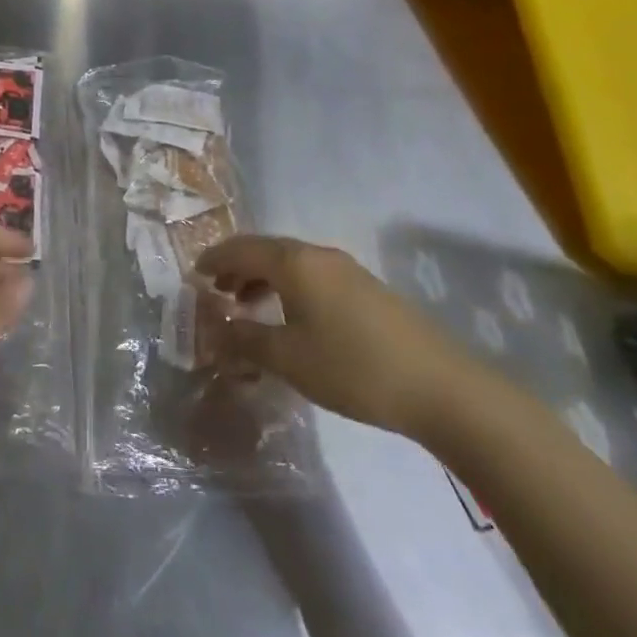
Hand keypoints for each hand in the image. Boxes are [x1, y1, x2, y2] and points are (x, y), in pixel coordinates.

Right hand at [198, 235, 482, 443]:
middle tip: (215, 292)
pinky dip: (287, 288)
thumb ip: (245, 339)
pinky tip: (290, 320)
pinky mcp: (366, 290)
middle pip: (266, 250)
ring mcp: (347, 270)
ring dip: (262, 279)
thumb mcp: (289, 359)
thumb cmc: (354, 368)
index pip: (241, 249)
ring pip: (291, 263)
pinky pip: (312, 277)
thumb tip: (215, 328)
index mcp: (295, 263)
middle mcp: (319, 256)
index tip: (194, 276)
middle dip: (236, 267)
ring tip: (247, 306)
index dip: (214, 260)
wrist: (442, 388)